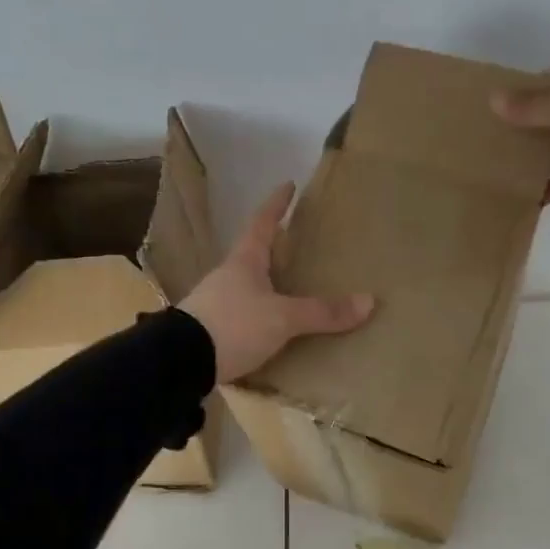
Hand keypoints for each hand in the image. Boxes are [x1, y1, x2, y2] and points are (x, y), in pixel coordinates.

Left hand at [180, 183, 374, 384]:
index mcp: (243, 262)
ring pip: (248, 285)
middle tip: (297, 242)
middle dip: (274, 247)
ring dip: (267, 283)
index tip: (287, 185)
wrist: (180, 363)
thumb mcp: (282, 318)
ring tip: (290, 287)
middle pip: (253, 254)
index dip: (276, 204)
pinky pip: (244, 315)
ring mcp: (216, 303)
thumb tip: (369, 301)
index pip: (261, 223)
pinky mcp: (212, 331)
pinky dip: (261, 314)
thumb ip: (322, 312)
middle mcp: (227, 276)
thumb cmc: (233, 325)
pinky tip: (273, 327)